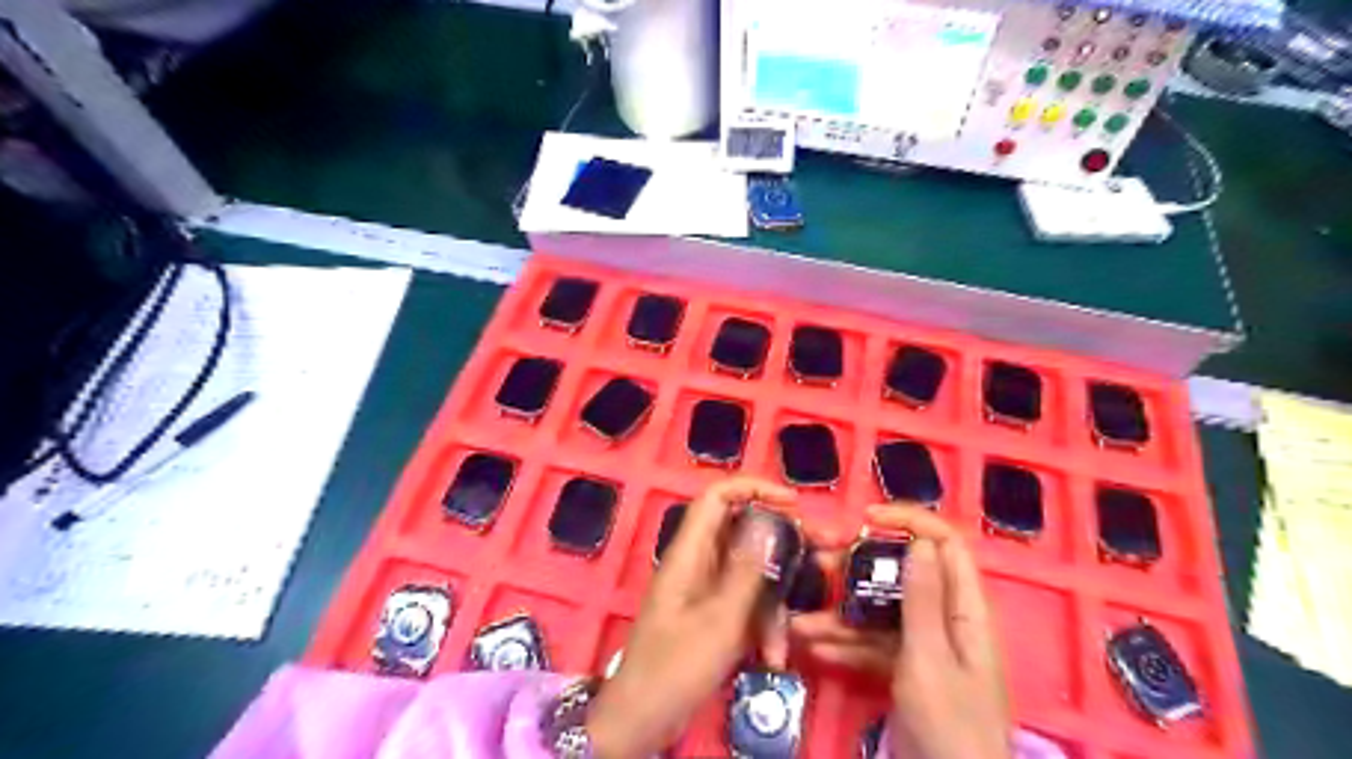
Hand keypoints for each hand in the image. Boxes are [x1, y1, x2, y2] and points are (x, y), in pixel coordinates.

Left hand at [586, 479, 794, 754]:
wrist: (644, 717)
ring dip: (773, 602)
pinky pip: (745, 603)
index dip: (754, 488)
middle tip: (821, 554)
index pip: (717, 496)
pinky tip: (772, 656)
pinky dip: (761, 625)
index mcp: (690, 551)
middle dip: (782, 546)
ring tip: (787, 637)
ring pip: (750, 574)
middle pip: (743, 532)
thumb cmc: (676, 666)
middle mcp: (698, 561)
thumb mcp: (720, 619)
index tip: (794, 503)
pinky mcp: (712, 612)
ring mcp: (706, 588)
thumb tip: (768, 520)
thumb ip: (747, 569)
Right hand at [789, 503, 1007, 758]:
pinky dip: (845, 644)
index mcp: (964, 609)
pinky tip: (813, 646)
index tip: (865, 518)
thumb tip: (919, 541)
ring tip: (801, 616)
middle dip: (859, 568)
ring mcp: (924, 645)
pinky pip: (873, 644)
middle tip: (819, 563)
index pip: (944, 544)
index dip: (909, 521)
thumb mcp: (930, 660)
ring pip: (881, 611)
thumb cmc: (949, 725)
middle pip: (903, 574)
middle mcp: (945, 619)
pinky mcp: (905, 669)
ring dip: (842, 612)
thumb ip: (923, 600)